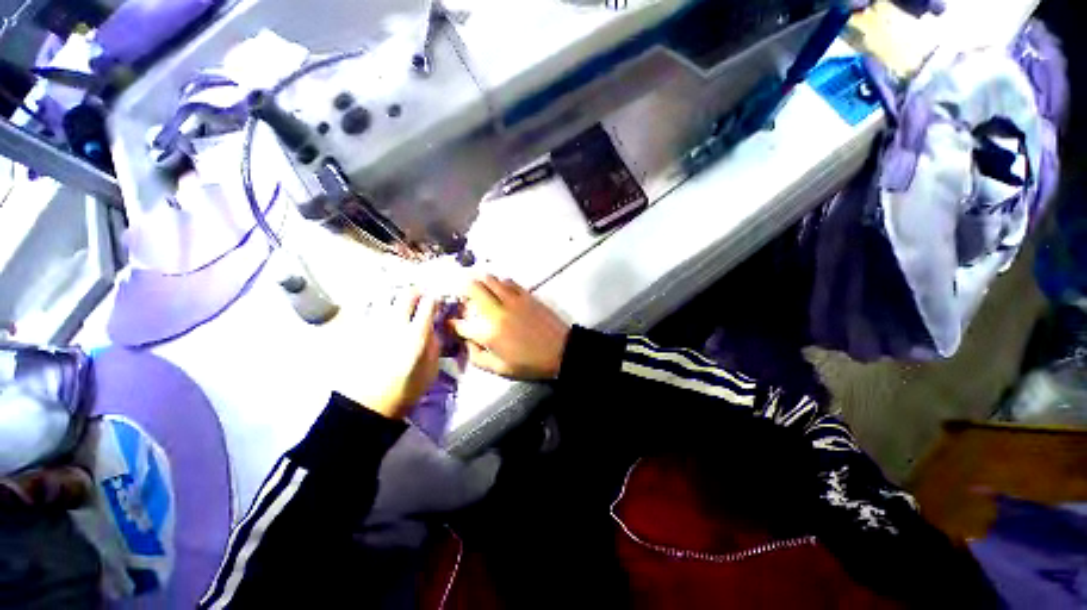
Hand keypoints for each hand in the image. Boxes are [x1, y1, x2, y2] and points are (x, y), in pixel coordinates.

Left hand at [334, 291, 439, 418]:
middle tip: (416, 296)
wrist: (366, 406)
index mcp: (417, 334)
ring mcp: (372, 325)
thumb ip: (434, 345)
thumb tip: (431, 328)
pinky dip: (369, 301)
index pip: (428, 303)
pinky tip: (373, 306)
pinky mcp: (353, 330)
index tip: (433, 301)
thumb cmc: (404, 390)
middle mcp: (395, 324)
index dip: (433, 299)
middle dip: (415, 291)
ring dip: (392, 294)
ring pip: (382, 294)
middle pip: (406, 293)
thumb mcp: (431, 370)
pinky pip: (360, 306)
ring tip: (394, 298)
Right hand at [449, 276, 570, 379]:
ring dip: (479, 282)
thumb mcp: (500, 369)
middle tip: (462, 297)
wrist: (560, 351)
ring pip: (490, 279)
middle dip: (461, 290)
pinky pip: (508, 281)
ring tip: (478, 290)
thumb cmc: (530, 363)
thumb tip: (466, 343)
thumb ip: (477, 357)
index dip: (453, 323)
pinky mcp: (526, 294)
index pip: (461, 323)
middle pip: (472, 288)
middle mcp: (497, 311)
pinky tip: (499, 290)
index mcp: (489, 333)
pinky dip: (499, 283)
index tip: (453, 324)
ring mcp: (512, 300)